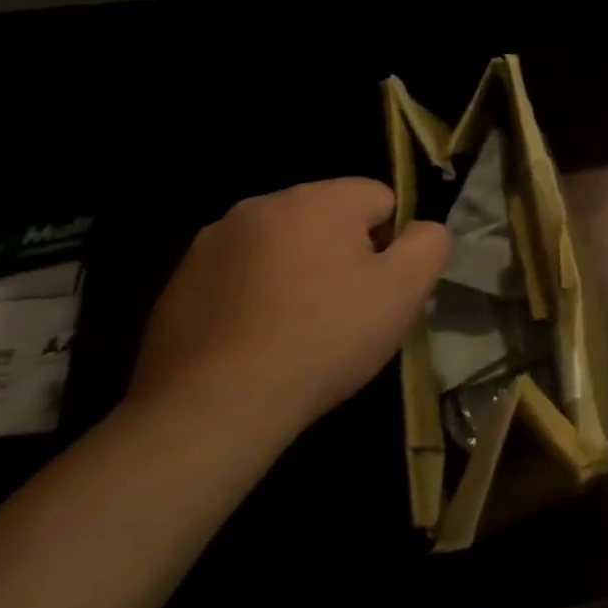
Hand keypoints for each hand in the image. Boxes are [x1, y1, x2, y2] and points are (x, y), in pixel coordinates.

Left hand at [128, 178, 449, 439]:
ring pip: (283, 249)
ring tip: (299, 331)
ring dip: (298, 275)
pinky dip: (255, 300)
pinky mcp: (177, 285)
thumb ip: (429, 242)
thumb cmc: (324, 338)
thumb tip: (420, 230)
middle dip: (343, 256)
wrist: (214, 409)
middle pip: (329, 221)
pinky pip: (239, 279)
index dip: (391, 244)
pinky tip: (257, 344)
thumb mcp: (405, 289)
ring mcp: (211, 245)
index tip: (380, 289)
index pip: (381, 199)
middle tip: (345, 312)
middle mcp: (261, 205)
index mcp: (318, 198)